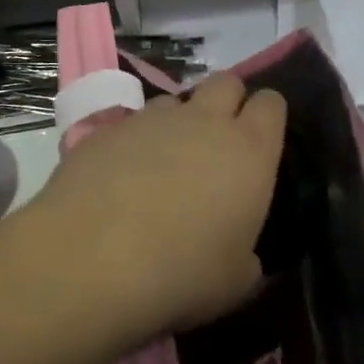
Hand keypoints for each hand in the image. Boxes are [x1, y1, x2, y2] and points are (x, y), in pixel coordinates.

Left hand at [19, 73, 286, 352]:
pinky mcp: (109, 126)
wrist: (92, 257)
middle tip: (218, 143)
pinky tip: (123, 177)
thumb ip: (246, 255)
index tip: (261, 140)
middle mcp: (204, 120)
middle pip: (226, 82)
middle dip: (227, 102)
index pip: (271, 104)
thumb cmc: (181, 273)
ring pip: (176, 100)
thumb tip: (241, 253)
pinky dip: (136, 141)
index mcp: (248, 150)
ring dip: (178, 122)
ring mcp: (153, 118)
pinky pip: (134, 123)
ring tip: (166, 163)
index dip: (268, 117)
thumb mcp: (234, 281)